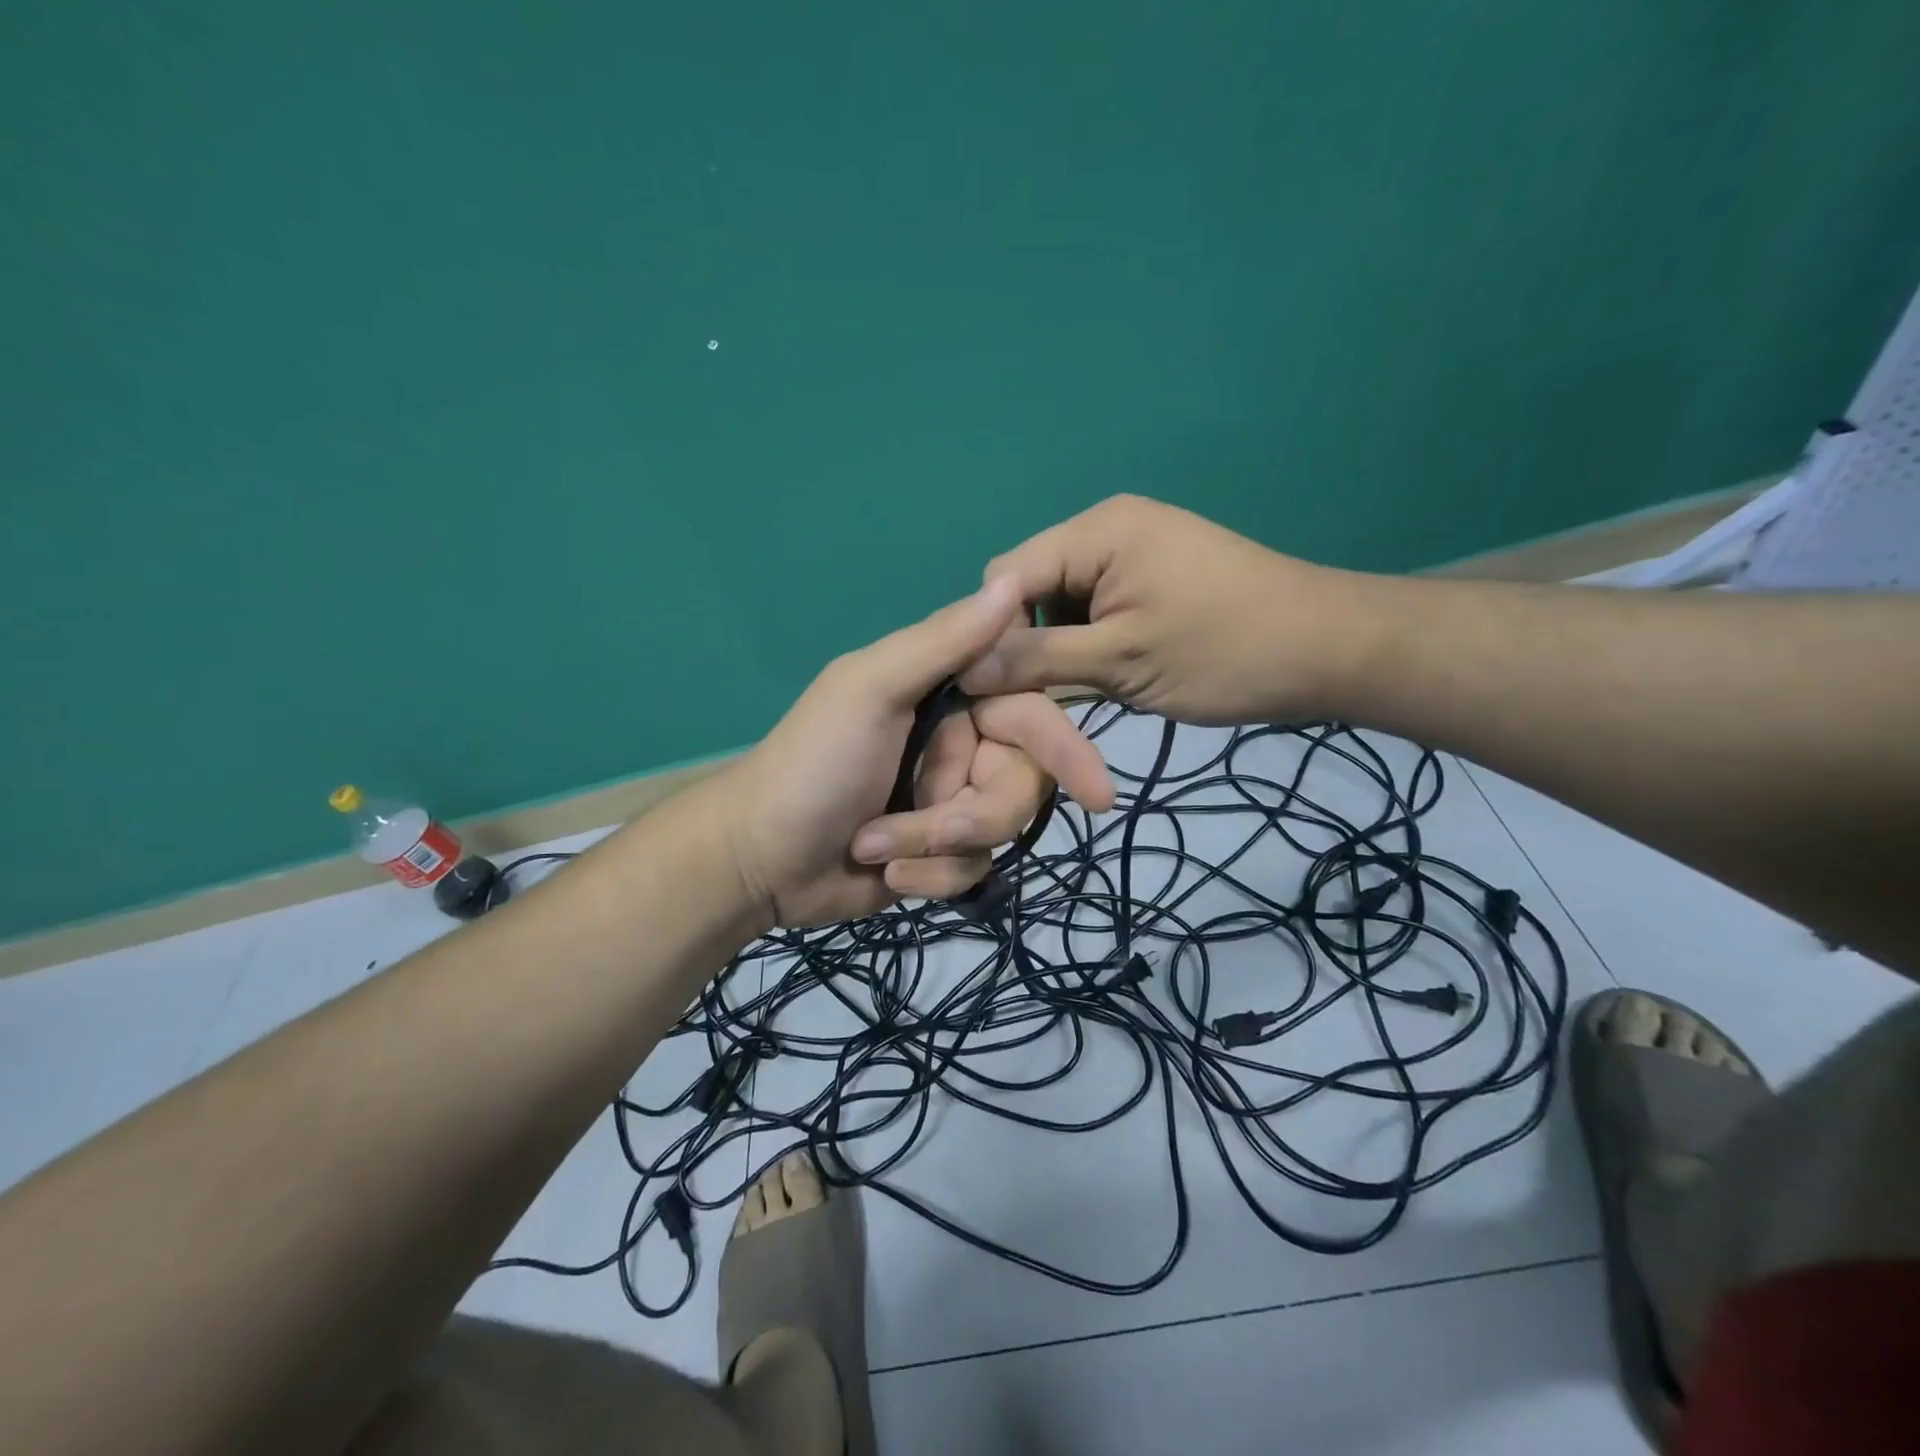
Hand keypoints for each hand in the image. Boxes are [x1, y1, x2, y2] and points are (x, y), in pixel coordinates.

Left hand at [719, 578, 1116, 926]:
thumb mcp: (872, 690)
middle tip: (931, 829)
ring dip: (938, 848)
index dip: (1066, 749)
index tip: (1099, 793)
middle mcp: (961, 744)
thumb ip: (943, 641)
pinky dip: (930, 878)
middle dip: (977, 814)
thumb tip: (1013, 582)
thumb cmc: (813, 764)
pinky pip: (973, 870)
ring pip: (1000, 832)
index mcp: (949, 695)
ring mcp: (952, 801)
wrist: (759, 859)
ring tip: (879, 852)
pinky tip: (883, 875)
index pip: (1032, 713)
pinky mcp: (942, 855)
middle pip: (1024, 784)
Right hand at [960, 495, 1366, 725]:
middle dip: (1027, 640)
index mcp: (1096, 532)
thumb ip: (1038, 660)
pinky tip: (1108, 672)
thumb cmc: (1225, 653)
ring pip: (1060, 602)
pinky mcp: (1151, 577)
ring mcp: (1133, 551)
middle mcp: (1106, 529)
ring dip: (1060, 646)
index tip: (994, 690)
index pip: (1004, 575)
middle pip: (1029, 586)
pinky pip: (1094, 607)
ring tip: (1085, 686)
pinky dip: (1089, 642)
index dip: (990, 632)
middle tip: (1042, 696)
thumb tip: (966, 670)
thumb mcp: (1121, 662)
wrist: (1330, 651)